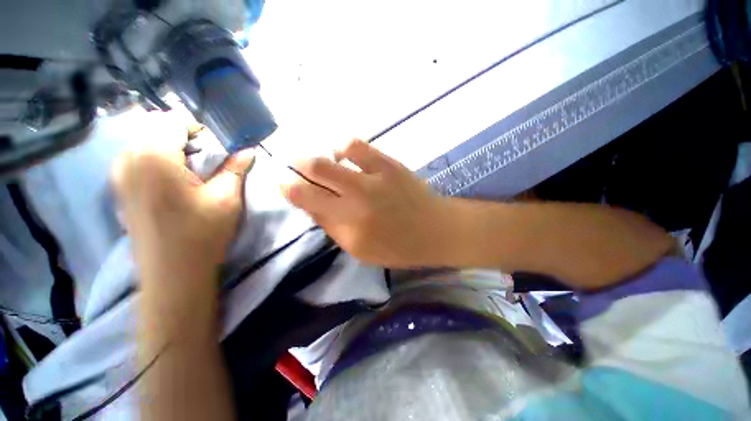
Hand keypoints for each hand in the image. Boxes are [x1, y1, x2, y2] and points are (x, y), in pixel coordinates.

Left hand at [111, 116, 254, 292]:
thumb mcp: (226, 198)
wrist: (173, 274)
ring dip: (168, 147)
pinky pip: (134, 158)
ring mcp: (118, 175)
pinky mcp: (118, 189)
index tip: (215, 147)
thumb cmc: (202, 234)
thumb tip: (249, 150)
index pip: (172, 121)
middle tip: (205, 158)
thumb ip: (235, 168)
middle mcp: (128, 160)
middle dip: (183, 137)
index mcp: (154, 158)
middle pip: (154, 128)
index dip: (197, 128)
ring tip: (190, 169)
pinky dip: (154, 159)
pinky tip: (171, 181)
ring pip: (143, 142)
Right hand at [282, 139, 448, 267]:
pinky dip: (342, 148)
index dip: (288, 188)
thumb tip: (310, 204)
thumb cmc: (398, 247)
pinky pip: (355, 146)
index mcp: (349, 227)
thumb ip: (332, 227)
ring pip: (330, 157)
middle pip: (313, 172)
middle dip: (297, 167)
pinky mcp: (388, 164)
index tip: (283, 183)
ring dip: (317, 158)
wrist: (435, 230)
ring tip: (324, 164)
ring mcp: (373, 179)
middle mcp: (356, 200)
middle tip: (297, 169)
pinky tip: (344, 156)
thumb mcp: (360, 250)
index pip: (306, 200)